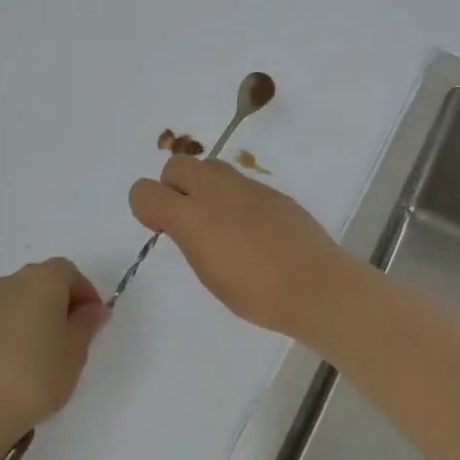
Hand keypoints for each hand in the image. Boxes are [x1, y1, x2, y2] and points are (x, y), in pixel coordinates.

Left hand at [0, 259, 110, 441]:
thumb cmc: (38, 374)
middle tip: (74, 335)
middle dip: (61, 301)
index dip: (85, 292)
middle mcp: (11, 281)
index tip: (93, 321)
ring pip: (20, 298)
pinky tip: (21, 359)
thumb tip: (93, 309)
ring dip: (37, 313)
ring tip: (46, 350)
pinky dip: (16, 327)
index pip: (69, 272)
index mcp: (42, 279)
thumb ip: (87, 323)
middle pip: (43, 280)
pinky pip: (2, 316)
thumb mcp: (76, 350)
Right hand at [128, 158, 356, 339]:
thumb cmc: (256, 294)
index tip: (161, 228)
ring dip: (203, 186)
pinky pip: (240, 182)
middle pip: (176, 165)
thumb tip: (186, 224)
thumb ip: (190, 239)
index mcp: (192, 218)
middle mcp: (215, 192)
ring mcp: (246, 187)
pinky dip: (233, 196)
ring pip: (209, 166)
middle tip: (187, 218)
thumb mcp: (209, 274)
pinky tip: (250, 227)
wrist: (314, 286)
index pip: (145, 191)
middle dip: (173, 186)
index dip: (145, 207)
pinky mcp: (271, 191)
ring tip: (218, 220)